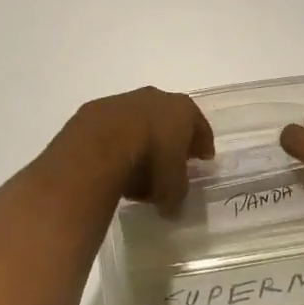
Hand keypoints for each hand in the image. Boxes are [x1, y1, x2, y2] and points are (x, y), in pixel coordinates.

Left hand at [57, 87, 213, 212]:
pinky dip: (118, 139)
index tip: (203, 158)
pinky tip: (114, 159)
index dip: (203, 145)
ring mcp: (126, 99)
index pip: (200, 128)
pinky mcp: (100, 107)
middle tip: (172, 159)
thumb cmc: (150, 161)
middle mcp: (158, 98)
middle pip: (171, 119)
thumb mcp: (172, 188)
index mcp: (184, 110)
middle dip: (173, 138)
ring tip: (139, 164)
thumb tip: (171, 206)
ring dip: (143, 137)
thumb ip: (176, 194)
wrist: (101, 143)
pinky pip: (116, 126)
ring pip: (141, 120)